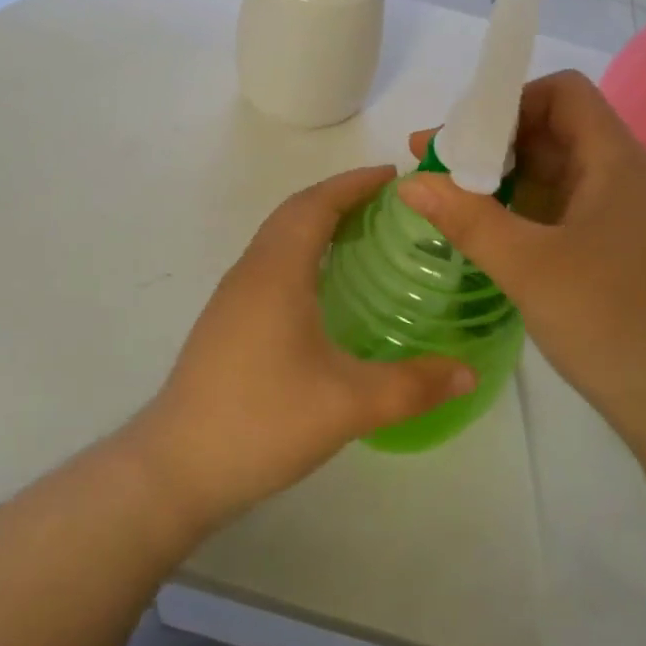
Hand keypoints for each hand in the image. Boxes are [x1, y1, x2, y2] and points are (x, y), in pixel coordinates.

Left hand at [125, 167, 473, 527]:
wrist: (176, 469)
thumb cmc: (263, 421)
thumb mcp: (349, 404)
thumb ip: (414, 385)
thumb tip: (469, 372)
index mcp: (277, 272)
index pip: (316, 204)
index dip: (354, 183)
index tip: (395, 176)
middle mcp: (251, 272)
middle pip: (295, 213)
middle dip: (340, 198)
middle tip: (390, 206)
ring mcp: (232, 298)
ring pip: (278, 240)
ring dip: (318, 225)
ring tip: (365, 238)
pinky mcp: (225, 323)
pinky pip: (270, 266)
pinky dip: (302, 255)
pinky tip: (325, 291)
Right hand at [399, 70, 645, 451]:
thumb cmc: (608, 321)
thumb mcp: (527, 267)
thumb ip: (466, 218)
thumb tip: (409, 182)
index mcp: (615, 161)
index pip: (563, 94)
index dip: (510, 102)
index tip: (462, 137)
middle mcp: (622, 176)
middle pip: (553, 130)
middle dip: (492, 142)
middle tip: (435, 166)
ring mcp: (620, 214)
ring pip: (555, 171)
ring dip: (503, 178)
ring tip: (449, 198)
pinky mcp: (614, 248)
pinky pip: (561, 208)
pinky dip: (521, 209)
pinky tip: (486, 231)